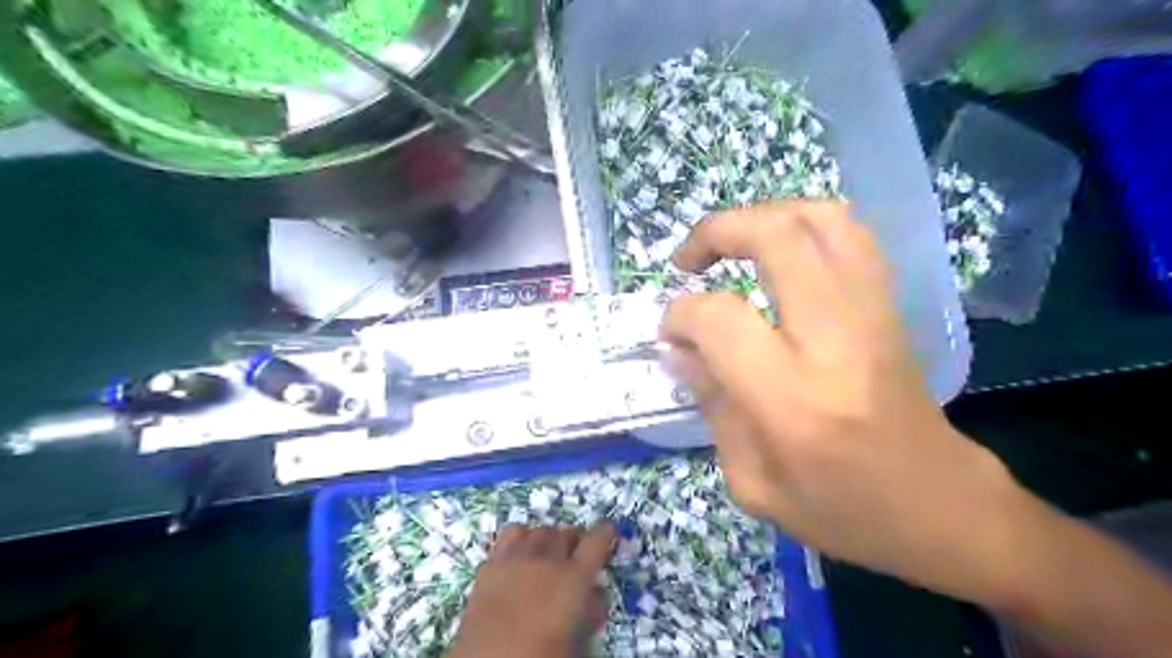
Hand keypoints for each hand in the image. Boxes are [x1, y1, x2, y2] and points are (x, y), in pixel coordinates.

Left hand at [444, 525, 615, 656]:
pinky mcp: (490, 565)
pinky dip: (519, 539)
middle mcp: (546, 559)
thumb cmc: (540, 657)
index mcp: (573, 578)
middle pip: (566, 532)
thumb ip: (591, 613)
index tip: (609, 531)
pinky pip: (509, 535)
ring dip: (548, 538)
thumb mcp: (577, 642)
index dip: (606, 532)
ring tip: (548, 552)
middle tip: (577, 555)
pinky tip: (519, 555)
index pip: (597, 541)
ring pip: (538, 530)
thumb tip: (598, 595)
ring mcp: (515, 558)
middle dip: (575, 540)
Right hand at [663, 202, 1027, 609]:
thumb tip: (678, 349)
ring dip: (762, 216)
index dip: (680, 315)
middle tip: (687, 261)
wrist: (942, 508)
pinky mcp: (890, 306)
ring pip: (821, 218)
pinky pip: (850, 234)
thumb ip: (711, 405)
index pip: (721, 319)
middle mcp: (836, 340)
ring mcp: (872, 314)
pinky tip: (777, 251)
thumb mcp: (753, 483)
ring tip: (730, 244)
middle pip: (776, 237)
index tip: (670, 333)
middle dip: (717, 231)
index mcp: (794, 399)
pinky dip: (802, 224)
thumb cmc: (843, 511)